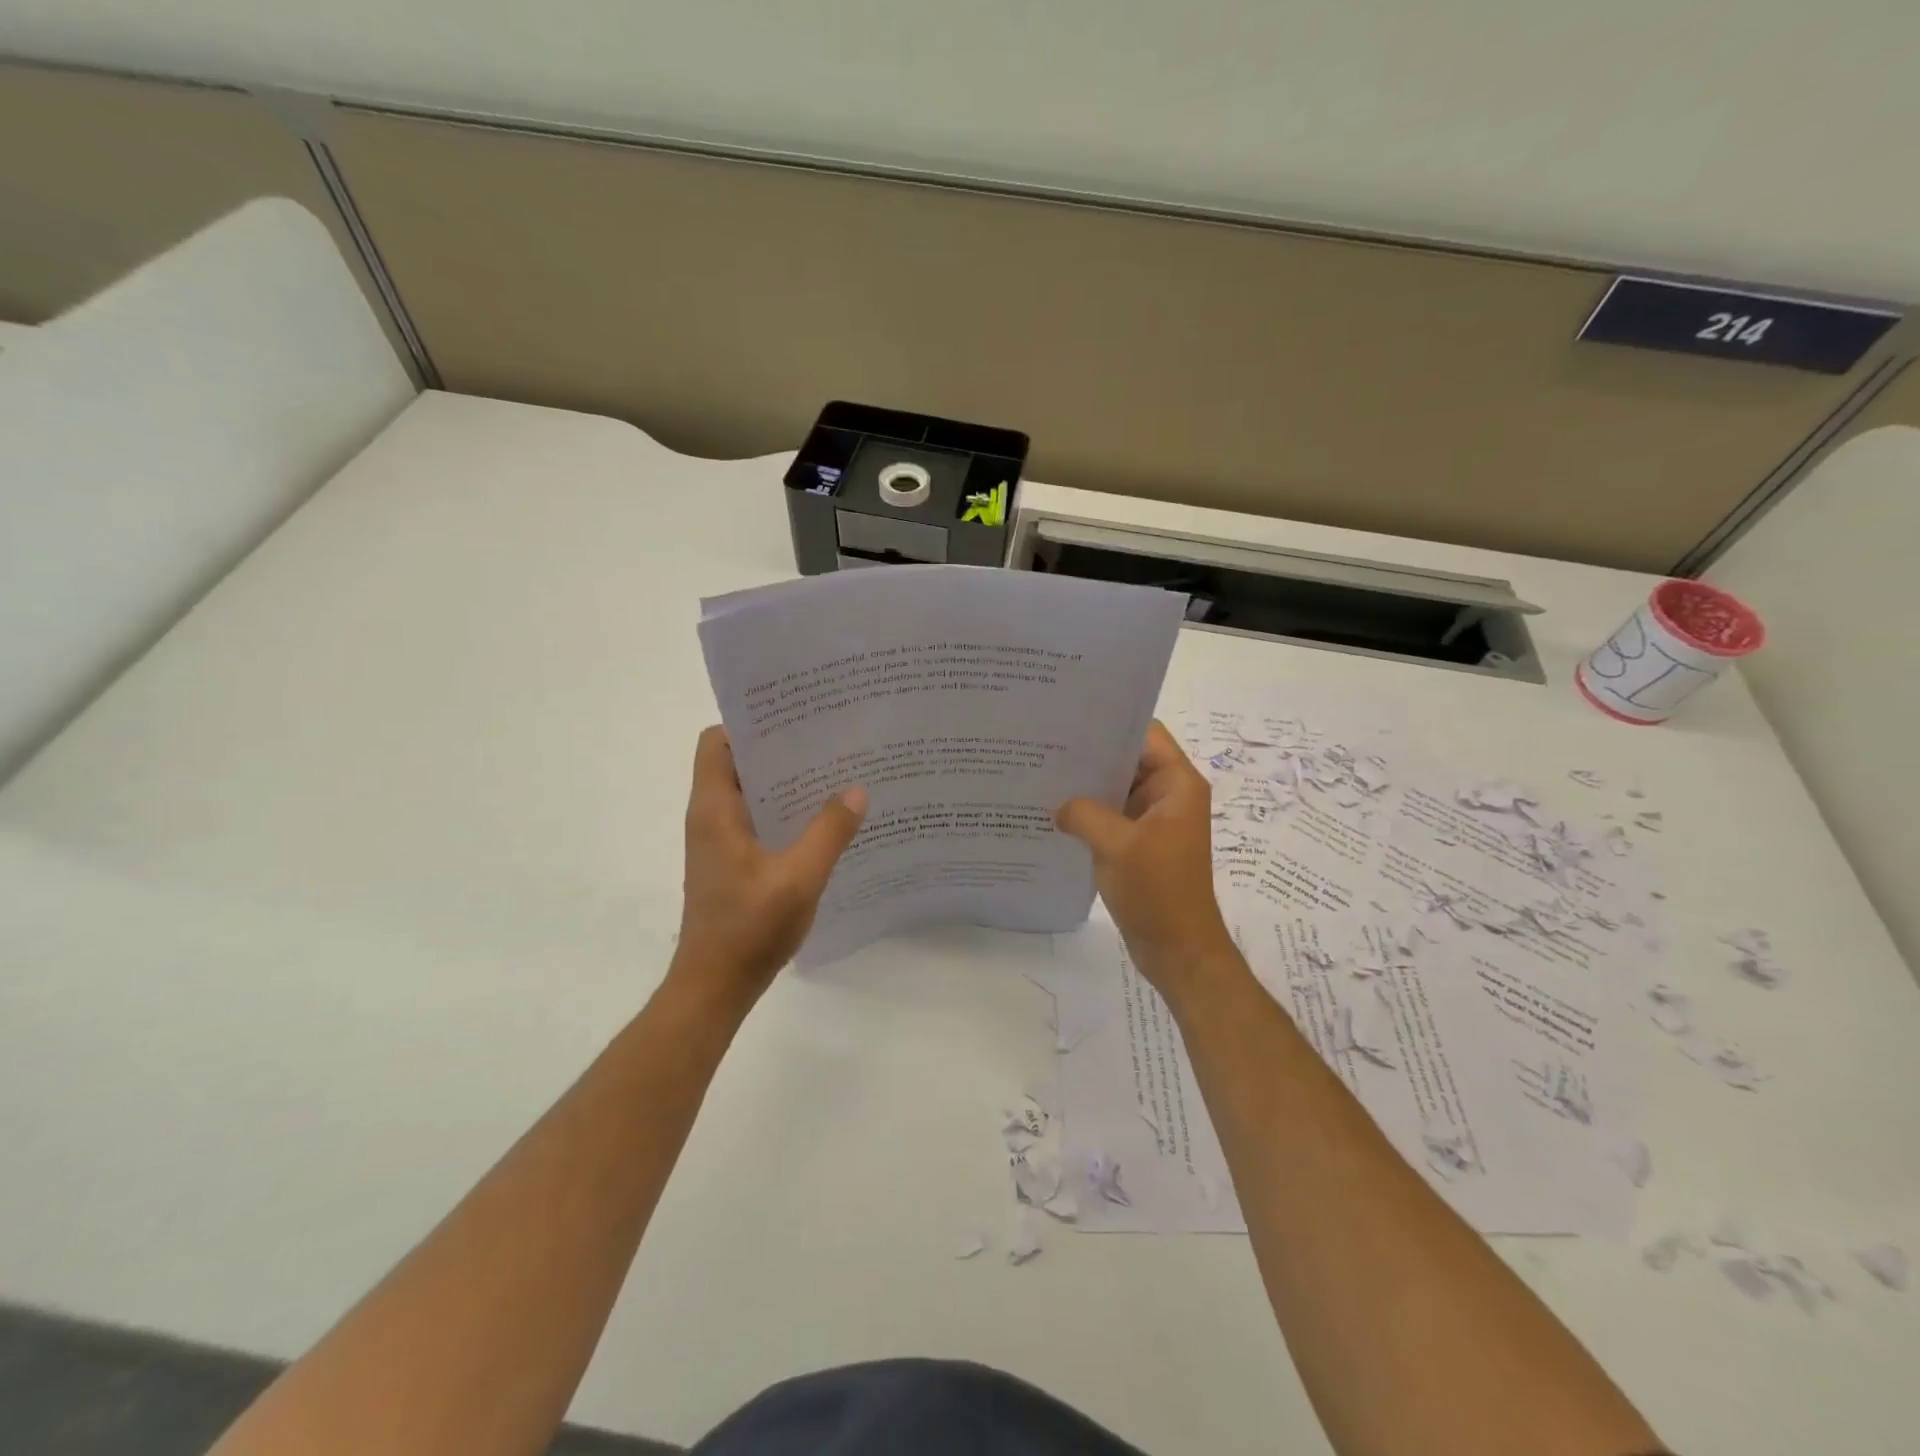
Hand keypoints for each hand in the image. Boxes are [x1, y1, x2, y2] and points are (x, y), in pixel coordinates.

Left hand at [671, 726, 866, 1009]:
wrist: (715, 986)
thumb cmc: (749, 929)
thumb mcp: (799, 878)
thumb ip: (829, 832)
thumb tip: (857, 789)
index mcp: (715, 810)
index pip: (716, 743)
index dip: (749, 724)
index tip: (793, 717)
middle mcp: (711, 817)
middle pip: (737, 763)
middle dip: (778, 748)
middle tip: (828, 739)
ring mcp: (720, 841)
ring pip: (750, 792)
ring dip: (785, 781)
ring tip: (834, 772)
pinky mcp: (732, 861)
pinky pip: (758, 819)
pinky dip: (785, 810)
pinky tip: (824, 819)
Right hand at [1056, 720, 1237, 1000]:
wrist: (1178, 950)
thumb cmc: (1158, 891)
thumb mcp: (1117, 846)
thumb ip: (1083, 813)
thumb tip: (1059, 805)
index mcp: (1177, 785)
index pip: (1146, 734)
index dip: (1112, 722)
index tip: (1070, 718)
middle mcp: (1168, 795)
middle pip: (1128, 759)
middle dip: (1090, 753)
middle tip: (1044, 744)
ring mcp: (1153, 820)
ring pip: (1117, 788)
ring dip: (1087, 785)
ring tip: (1042, 773)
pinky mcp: (1139, 843)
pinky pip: (1111, 815)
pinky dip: (1088, 812)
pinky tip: (1054, 811)